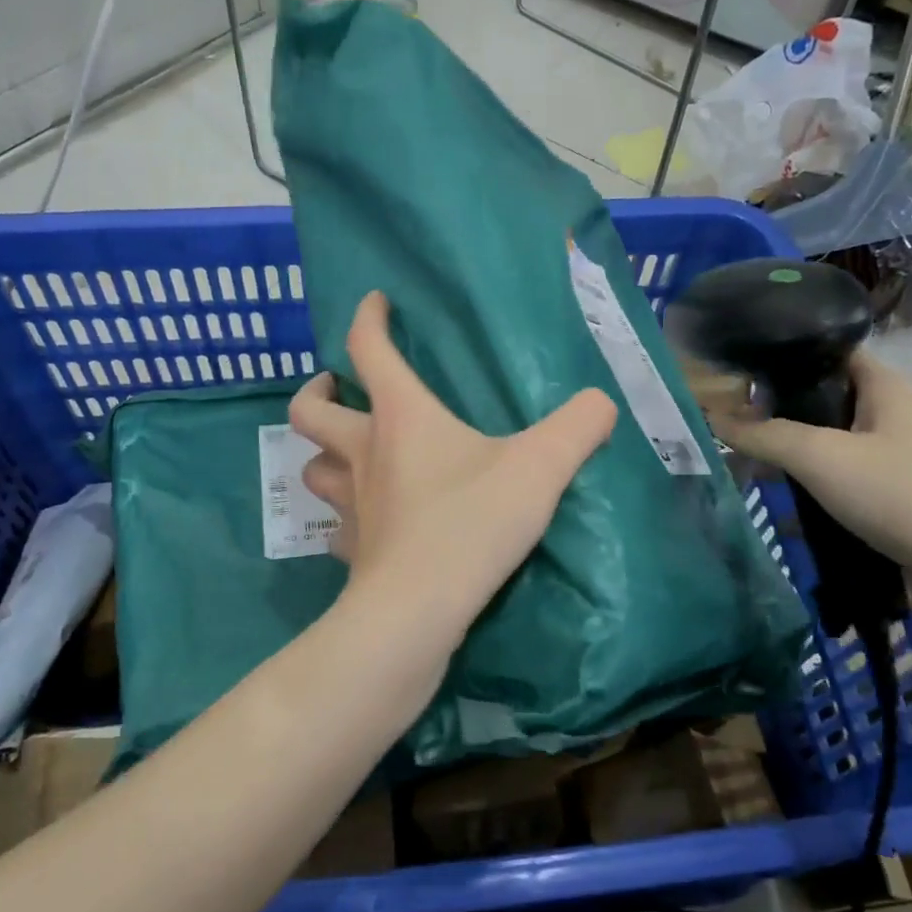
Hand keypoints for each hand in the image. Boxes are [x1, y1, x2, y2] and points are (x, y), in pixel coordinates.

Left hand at [288, 291, 616, 641]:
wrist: (418, 610)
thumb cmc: (471, 524)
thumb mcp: (540, 468)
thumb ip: (578, 427)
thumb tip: (602, 402)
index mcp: (400, 418)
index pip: (368, 350)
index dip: (367, 318)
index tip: (375, 302)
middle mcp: (362, 454)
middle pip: (309, 412)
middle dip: (317, 392)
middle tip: (337, 389)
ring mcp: (349, 505)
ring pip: (313, 468)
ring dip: (323, 455)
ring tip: (347, 454)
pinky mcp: (350, 551)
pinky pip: (334, 525)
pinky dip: (343, 516)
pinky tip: (365, 522)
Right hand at [694, 350, 911, 622]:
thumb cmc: (903, 496)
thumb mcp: (822, 458)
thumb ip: (764, 435)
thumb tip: (711, 416)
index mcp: (886, 390)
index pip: (831, 352)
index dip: (787, 354)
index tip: (738, 367)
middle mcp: (891, 419)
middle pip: (823, 403)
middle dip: (776, 413)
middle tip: (727, 423)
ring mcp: (894, 464)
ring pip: (828, 449)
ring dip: (789, 458)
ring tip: (741, 465)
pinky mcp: (891, 505)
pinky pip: (839, 488)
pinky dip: (809, 494)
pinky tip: (777, 507)